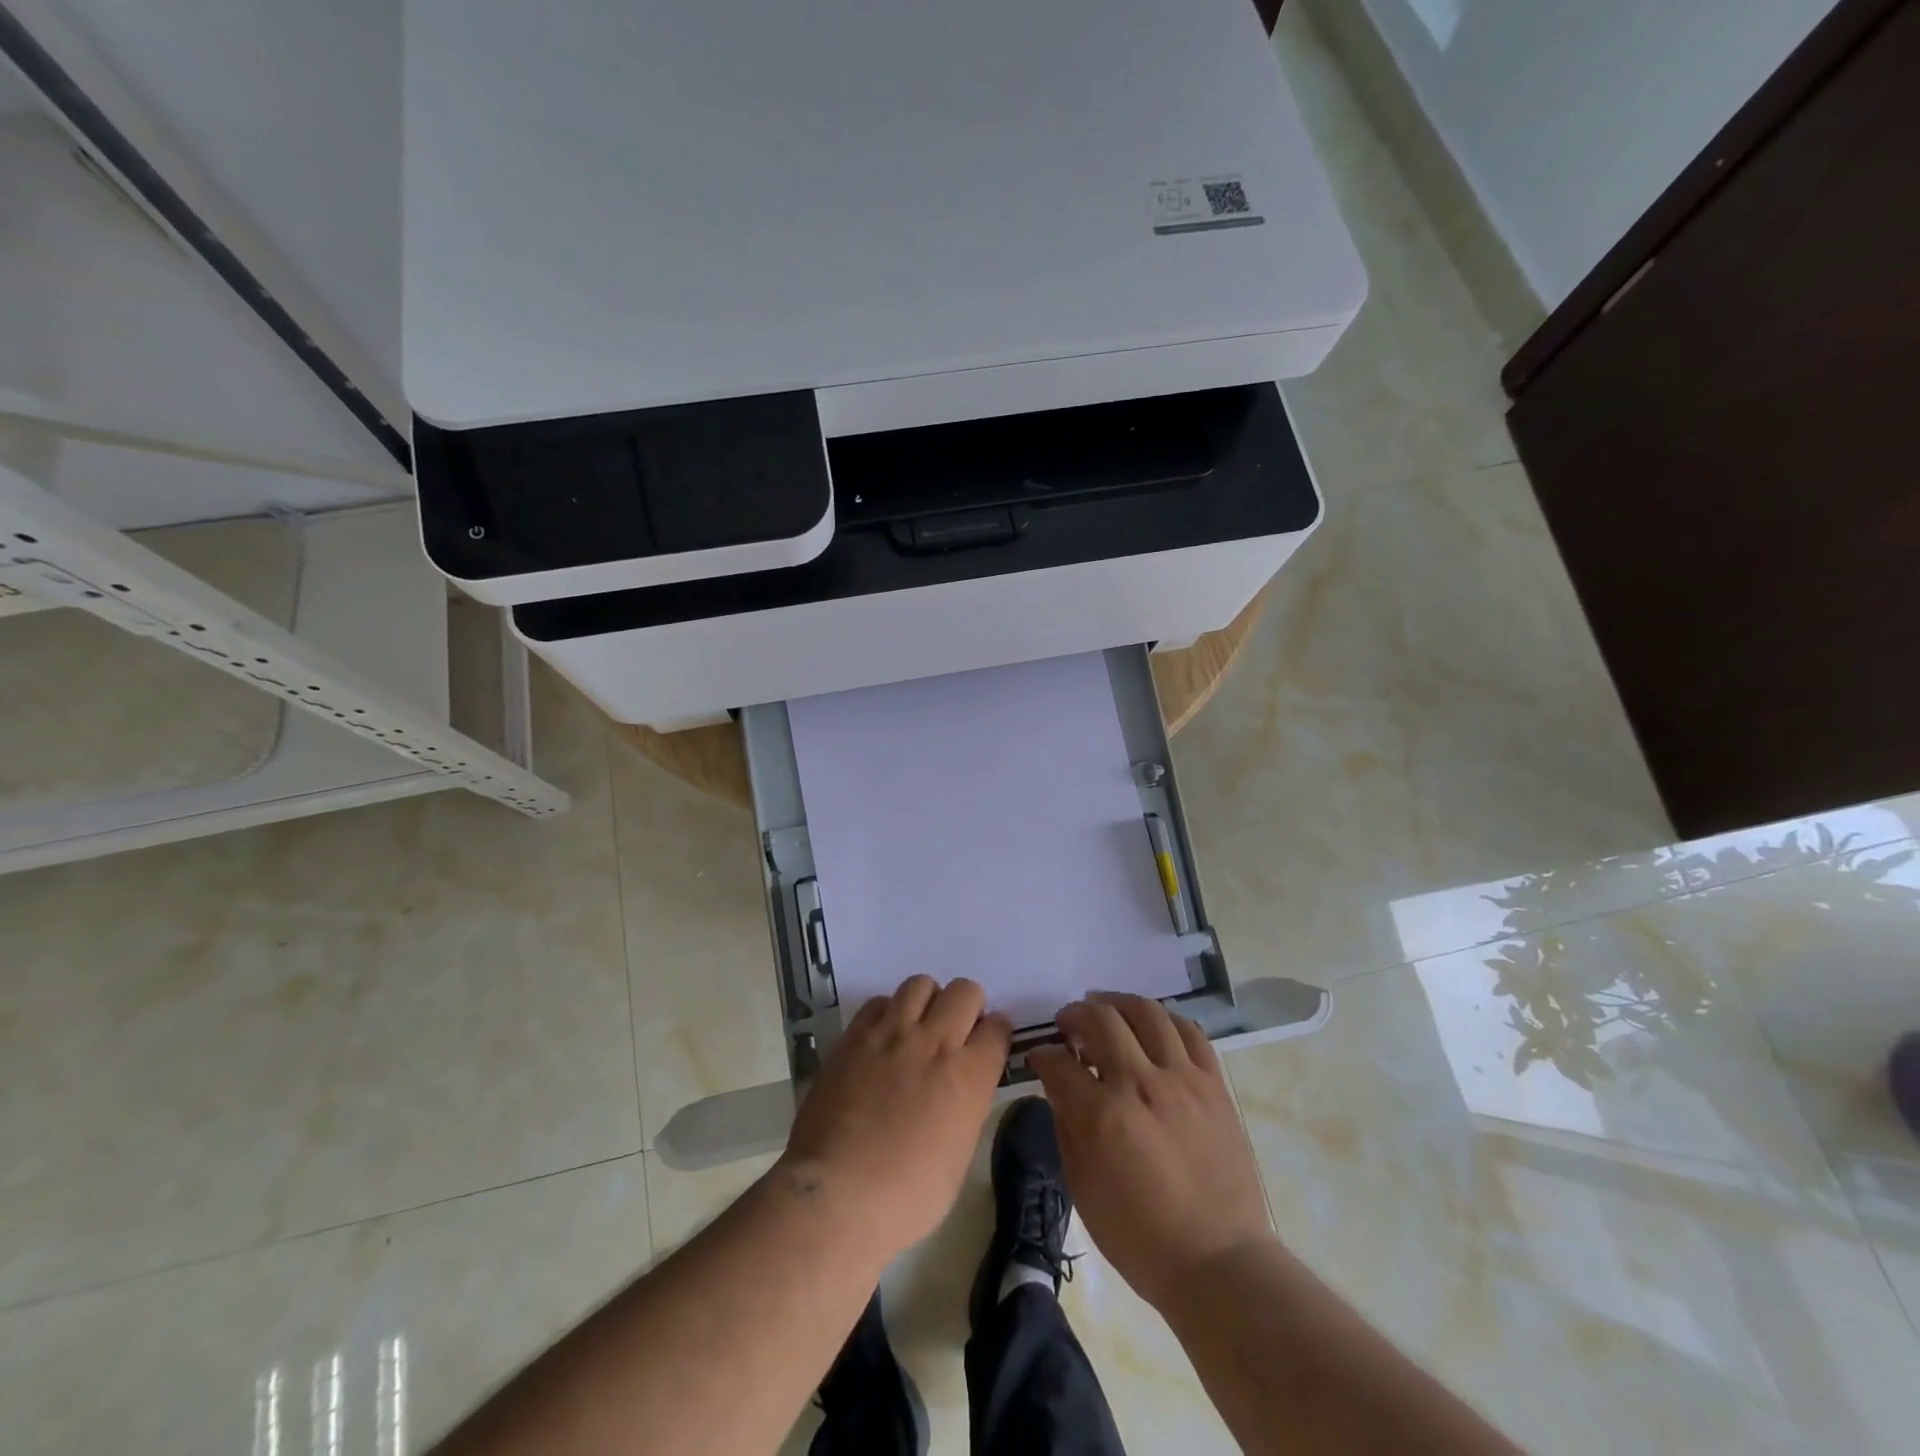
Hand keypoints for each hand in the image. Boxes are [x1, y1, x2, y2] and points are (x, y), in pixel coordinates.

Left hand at [779, 975, 1010, 1256]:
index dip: (995, 1034)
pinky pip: (879, 1002)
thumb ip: (966, 1106)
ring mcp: (892, 1034)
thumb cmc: (907, 1197)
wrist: (838, 1196)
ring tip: (918, 1026)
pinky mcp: (854, 1036)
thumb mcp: (958, 1157)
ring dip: (927, 1001)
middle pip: (965, 991)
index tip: (987, 1045)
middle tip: (955, 1032)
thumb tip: (961, 1089)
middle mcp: (935, 1042)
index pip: (998, 1028)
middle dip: (967, 1006)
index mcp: (969, 1076)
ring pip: (921, 984)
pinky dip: (887, 1012)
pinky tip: (882, 1037)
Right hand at [1029, 992, 1274, 1314]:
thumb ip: (1067, 1126)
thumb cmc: (1141, 1237)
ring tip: (1105, 1006)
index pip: (1059, 1062)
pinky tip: (1151, 1024)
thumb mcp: (1083, 1189)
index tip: (1040, 1056)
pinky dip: (1164, 1019)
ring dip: (1117, 1002)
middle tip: (1067, 1023)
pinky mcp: (1213, 1084)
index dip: (1043, 1054)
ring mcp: (1182, 1079)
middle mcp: (1141, 1084)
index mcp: (1103, 1116)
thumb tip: (1059, 1085)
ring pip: (1146, 1013)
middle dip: (1075, 1014)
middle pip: (1101, 1019)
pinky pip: (1189, 1032)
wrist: (1219, 1262)